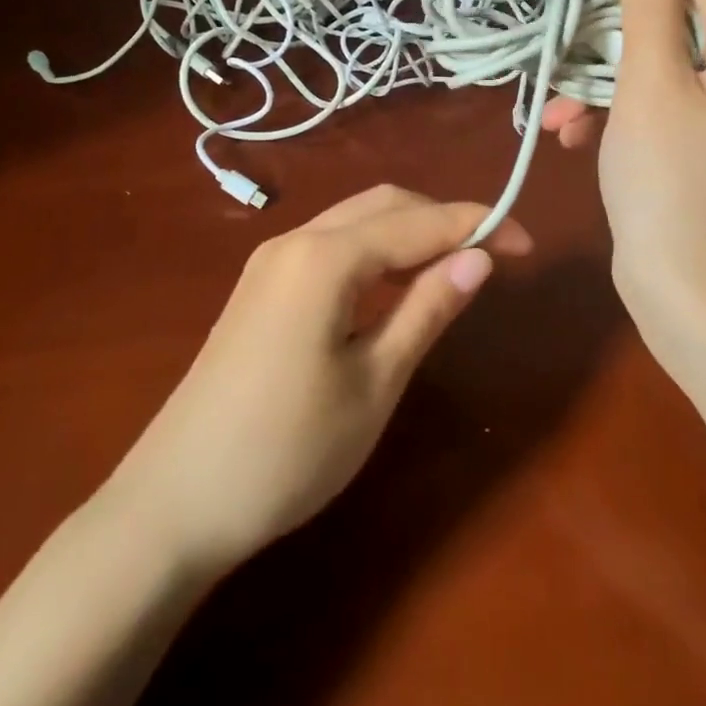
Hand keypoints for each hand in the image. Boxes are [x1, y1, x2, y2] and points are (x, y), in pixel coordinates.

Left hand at [104, 186, 532, 573]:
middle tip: (495, 257)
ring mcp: (270, 261)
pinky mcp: (260, 287)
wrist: (175, 501)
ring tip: (456, 270)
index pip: (418, 222)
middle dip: (443, 219)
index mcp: (324, 256)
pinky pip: (330, 247)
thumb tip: (480, 259)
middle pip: (384, 205)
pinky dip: (374, 253)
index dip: (478, 225)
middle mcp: (294, 239)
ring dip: (409, 234)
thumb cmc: (288, 450)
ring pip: (354, 221)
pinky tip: (395, 287)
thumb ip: (427, 310)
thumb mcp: (375, 383)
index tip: (530, 246)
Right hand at [542, 0, 705, 339]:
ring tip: (557, 121)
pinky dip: (622, 119)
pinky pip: (666, 113)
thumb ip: (647, 7)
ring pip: (661, 78)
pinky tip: (576, 139)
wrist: (683, 289)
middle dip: (607, 61)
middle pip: (674, 38)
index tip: (581, 35)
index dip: (631, 7)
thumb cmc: (665, 181)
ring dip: (603, 92)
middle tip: (557, 83)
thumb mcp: (649, 85)